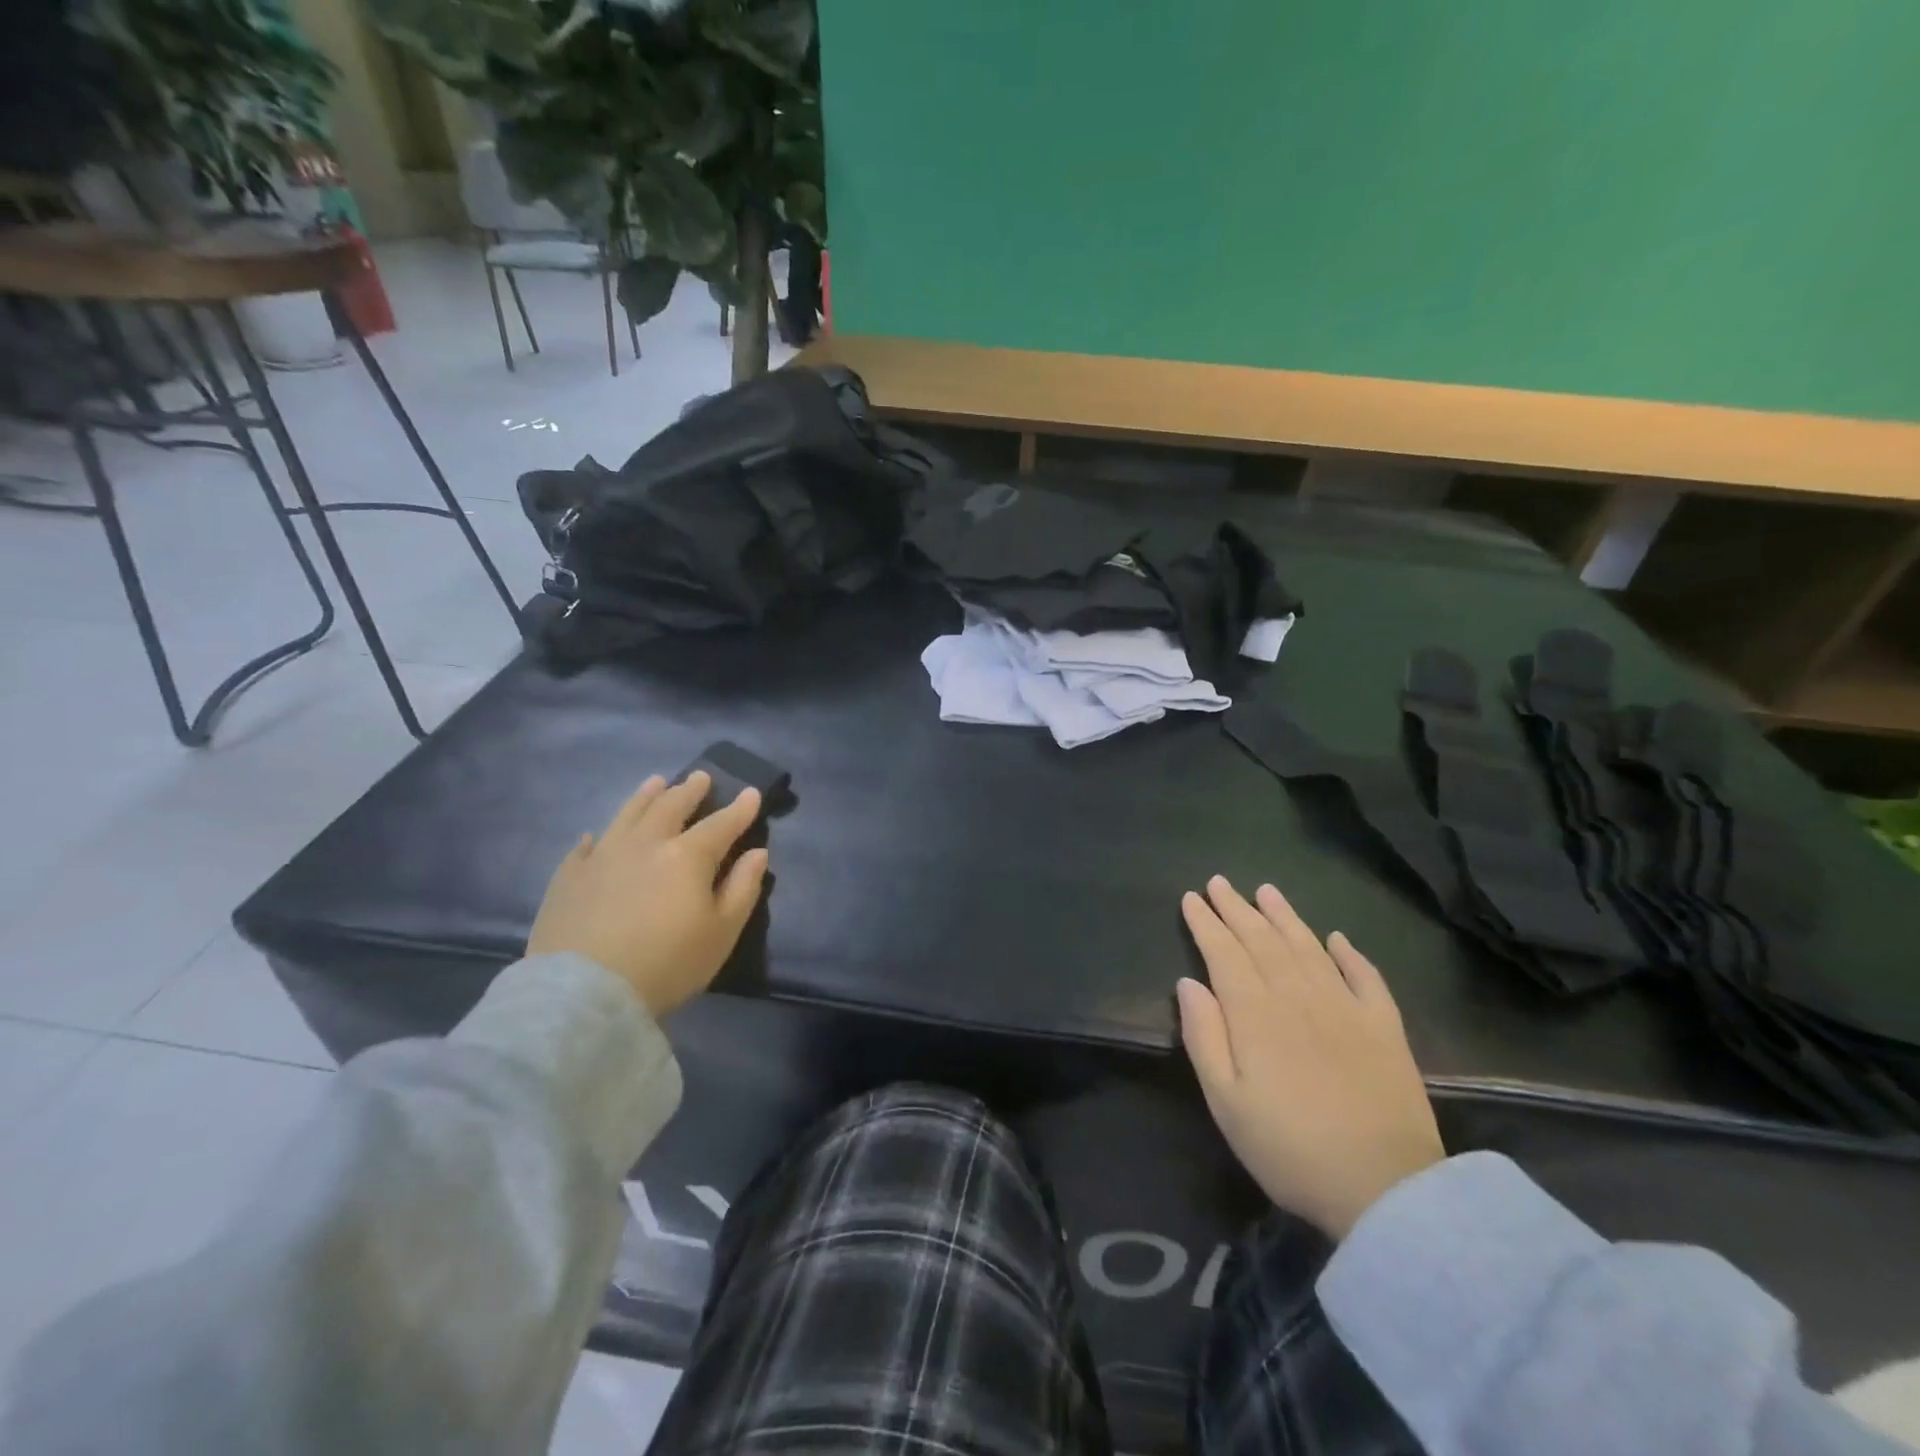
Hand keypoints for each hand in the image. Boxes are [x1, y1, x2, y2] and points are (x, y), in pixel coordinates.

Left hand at [527, 772, 768, 1017]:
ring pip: (628, 814)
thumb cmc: (667, 965)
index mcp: (687, 857)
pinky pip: (585, 846)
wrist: (584, 993)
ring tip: (656, 782)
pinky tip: (597, 835)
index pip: (721, 824)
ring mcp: (602, 856)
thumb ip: (743, 888)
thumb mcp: (722, 933)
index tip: (751, 793)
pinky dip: (598, 836)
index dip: (740, 809)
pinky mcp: (568, 877)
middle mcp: (646, 844)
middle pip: (671, 807)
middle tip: (701, 777)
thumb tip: (757, 853)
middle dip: (690, 791)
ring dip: (645, 796)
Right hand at [1177, 876, 1443, 1238]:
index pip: (1224, 954)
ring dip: (1285, 917)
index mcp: (1256, 1014)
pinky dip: (1350, 953)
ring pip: (1308, 948)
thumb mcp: (1226, 1102)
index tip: (1192, 898)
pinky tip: (1337, 938)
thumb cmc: (1290, 1149)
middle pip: (1263, 941)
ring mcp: (1346, 1008)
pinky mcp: (1385, 1028)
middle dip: (1238, 909)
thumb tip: (1188, 983)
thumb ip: (1204, 1037)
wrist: (1387, 1190)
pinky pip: (1365, 977)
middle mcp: (1299, 996)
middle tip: (1220, 882)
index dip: (1206, 924)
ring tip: (1267, 891)